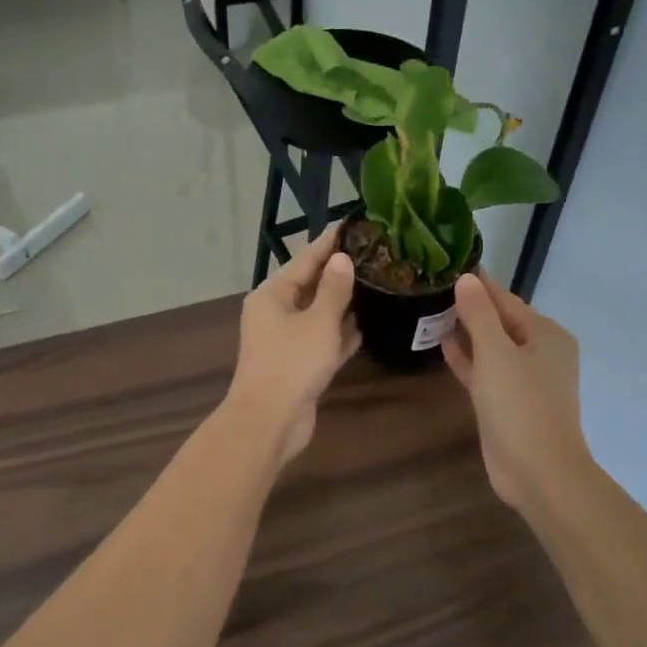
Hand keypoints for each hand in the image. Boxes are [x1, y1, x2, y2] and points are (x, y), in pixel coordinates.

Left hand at [226, 223, 361, 465]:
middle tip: (373, 253)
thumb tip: (342, 259)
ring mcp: (286, 340)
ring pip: (318, 314)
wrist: (270, 421)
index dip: (329, 242)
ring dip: (343, 303)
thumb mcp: (318, 322)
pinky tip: (367, 324)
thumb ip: (334, 290)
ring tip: (377, 284)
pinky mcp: (299, 364)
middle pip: (310, 285)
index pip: (305, 259)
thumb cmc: (292, 363)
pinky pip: (323, 340)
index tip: (352, 225)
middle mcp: (276, 312)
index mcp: (272, 295)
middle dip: (339, 272)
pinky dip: (341, 333)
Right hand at [442, 272, 592, 517]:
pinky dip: (467, 359)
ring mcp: (524, 380)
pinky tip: (441, 345)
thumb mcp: (496, 353)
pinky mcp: (508, 402)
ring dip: (466, 332)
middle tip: (431, 287)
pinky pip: (485, 371)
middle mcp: (539, 352)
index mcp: (546, 334)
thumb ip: (479, 314)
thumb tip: (466, 279)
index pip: (506, 299)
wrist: (538, 472)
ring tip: (430, 312)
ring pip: (491, 347)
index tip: (448, 266)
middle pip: (500, 321)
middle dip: (469, 307)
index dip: (478, 284)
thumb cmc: (520, 405)